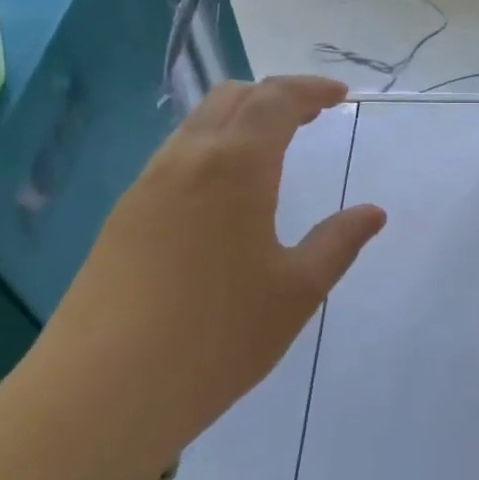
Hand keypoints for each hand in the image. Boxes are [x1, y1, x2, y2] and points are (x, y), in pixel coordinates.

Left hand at [24, 76, 385, 472]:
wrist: (105, 389)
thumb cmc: (219, 337)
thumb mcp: (297, 291)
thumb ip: (338, 243)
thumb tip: (373, 212)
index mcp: (235, 167)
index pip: (275, 101)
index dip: (311, 90)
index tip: (341, 96)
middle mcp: (185, 161)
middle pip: (230, 98)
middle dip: (274, 95)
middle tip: (310, 116)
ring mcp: (145, 188)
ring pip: (195, 126)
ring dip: (238, 121)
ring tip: (271, 150)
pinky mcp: (121, 218)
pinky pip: (173, 160)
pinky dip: (209, 151)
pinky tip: (223, 195)